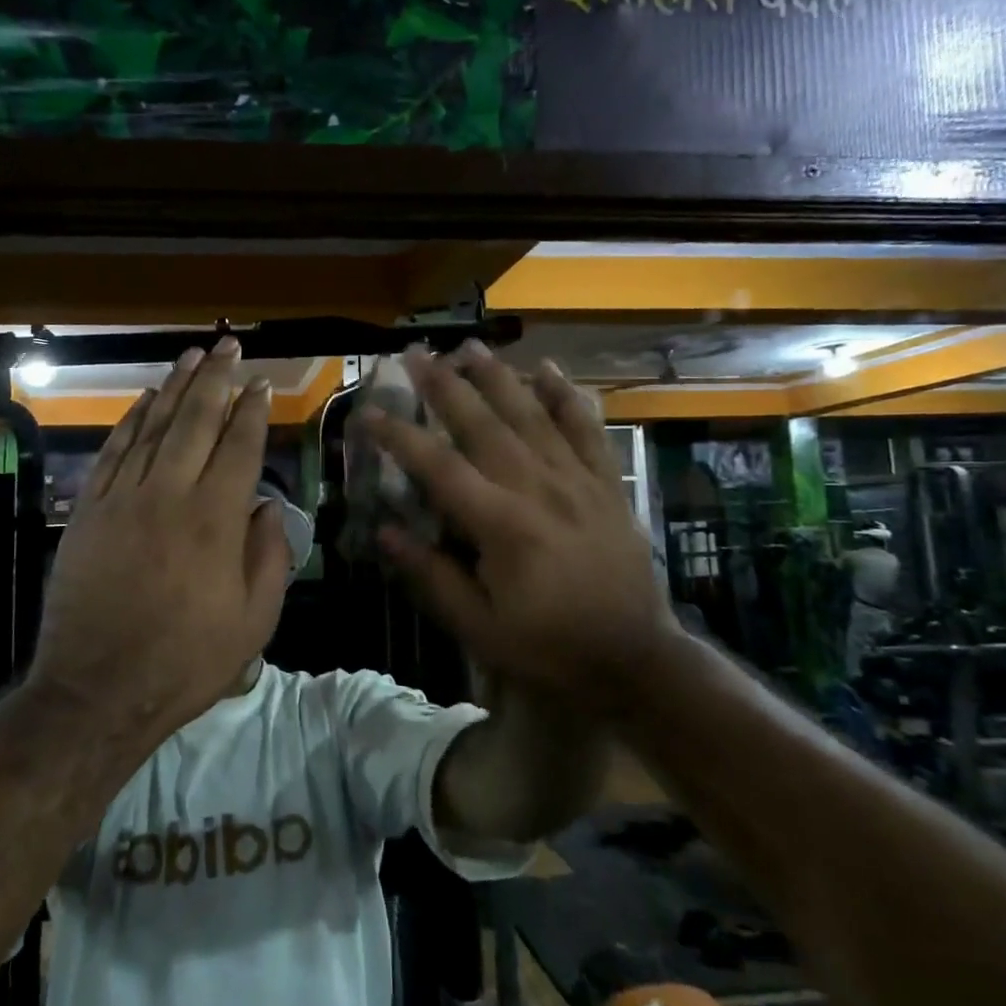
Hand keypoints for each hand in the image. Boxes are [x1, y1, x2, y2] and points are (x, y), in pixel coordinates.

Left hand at [30, 337, 290, 734]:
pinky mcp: (90, 511)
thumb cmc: (185, 661)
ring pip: (153, 428)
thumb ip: (269, 557)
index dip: (252, 411)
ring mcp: (124, 499)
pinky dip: (130, 422)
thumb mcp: (253, 621)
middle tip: (229, 347)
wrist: (97, 689)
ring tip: (191, 357)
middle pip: (196, 422)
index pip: (240, 447)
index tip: (261, 384)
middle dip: (215, 380)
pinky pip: (113, 452)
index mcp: (216, 521)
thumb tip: (268, 506)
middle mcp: (170, 496)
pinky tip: (143, 401)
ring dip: (174, 389)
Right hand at [360, 342, 680, 713]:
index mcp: (500, 525)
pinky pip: (586, 429)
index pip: (438, 466)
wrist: (635, 659)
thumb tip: (385, 532)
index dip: (399, 437)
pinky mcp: (606, 484)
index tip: (370, 413)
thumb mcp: (479, 628)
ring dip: (498, 376)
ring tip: (469, 347)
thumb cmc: (549, 648)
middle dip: (444, 386)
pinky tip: (549, 369)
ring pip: (531, 414)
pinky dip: (567, 396)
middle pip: (483, 423)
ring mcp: (576, 480)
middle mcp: (537, 488)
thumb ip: (432, 577)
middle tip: (415, 354)